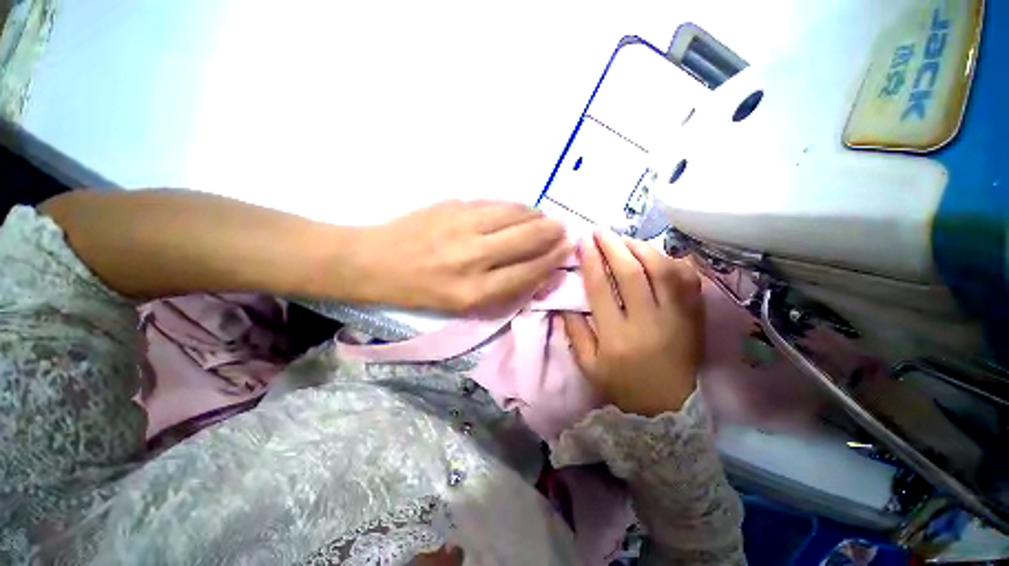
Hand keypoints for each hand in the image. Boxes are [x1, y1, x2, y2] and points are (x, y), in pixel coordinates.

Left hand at [344, 201, 570, 312]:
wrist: (375, 261)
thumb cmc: (422, 291)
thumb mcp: (464, 303)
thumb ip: (504, 287)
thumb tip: (538, 270)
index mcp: (474, 291)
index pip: (528, 271)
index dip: (553, 259)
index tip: (567, 250)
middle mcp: (472, 258)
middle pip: (528, 238)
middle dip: (552, 232)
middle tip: (562, 229)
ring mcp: (462, 226)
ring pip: (515, 214)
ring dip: (536, 216)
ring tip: (543, 219)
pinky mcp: (453, 205)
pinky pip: (495, 203)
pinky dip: (514, 207)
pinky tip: (519, 211)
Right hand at [562, 232, 703, 416]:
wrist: (668, 408)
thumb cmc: (623, 386)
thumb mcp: (588, 365)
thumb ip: (574, 331)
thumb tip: (563, 299)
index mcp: (616, 336)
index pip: (601, 288)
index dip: (591, 261)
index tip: (583, 242)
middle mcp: (647, 322)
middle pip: (632, 273)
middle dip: (613, 246)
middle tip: (601, 231)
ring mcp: (676, 318)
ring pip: (662, 270)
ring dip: (642, 248)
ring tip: (626, 240)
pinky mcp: (695, 318)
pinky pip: (688, 281)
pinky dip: (673, 262)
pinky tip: (658, 255)